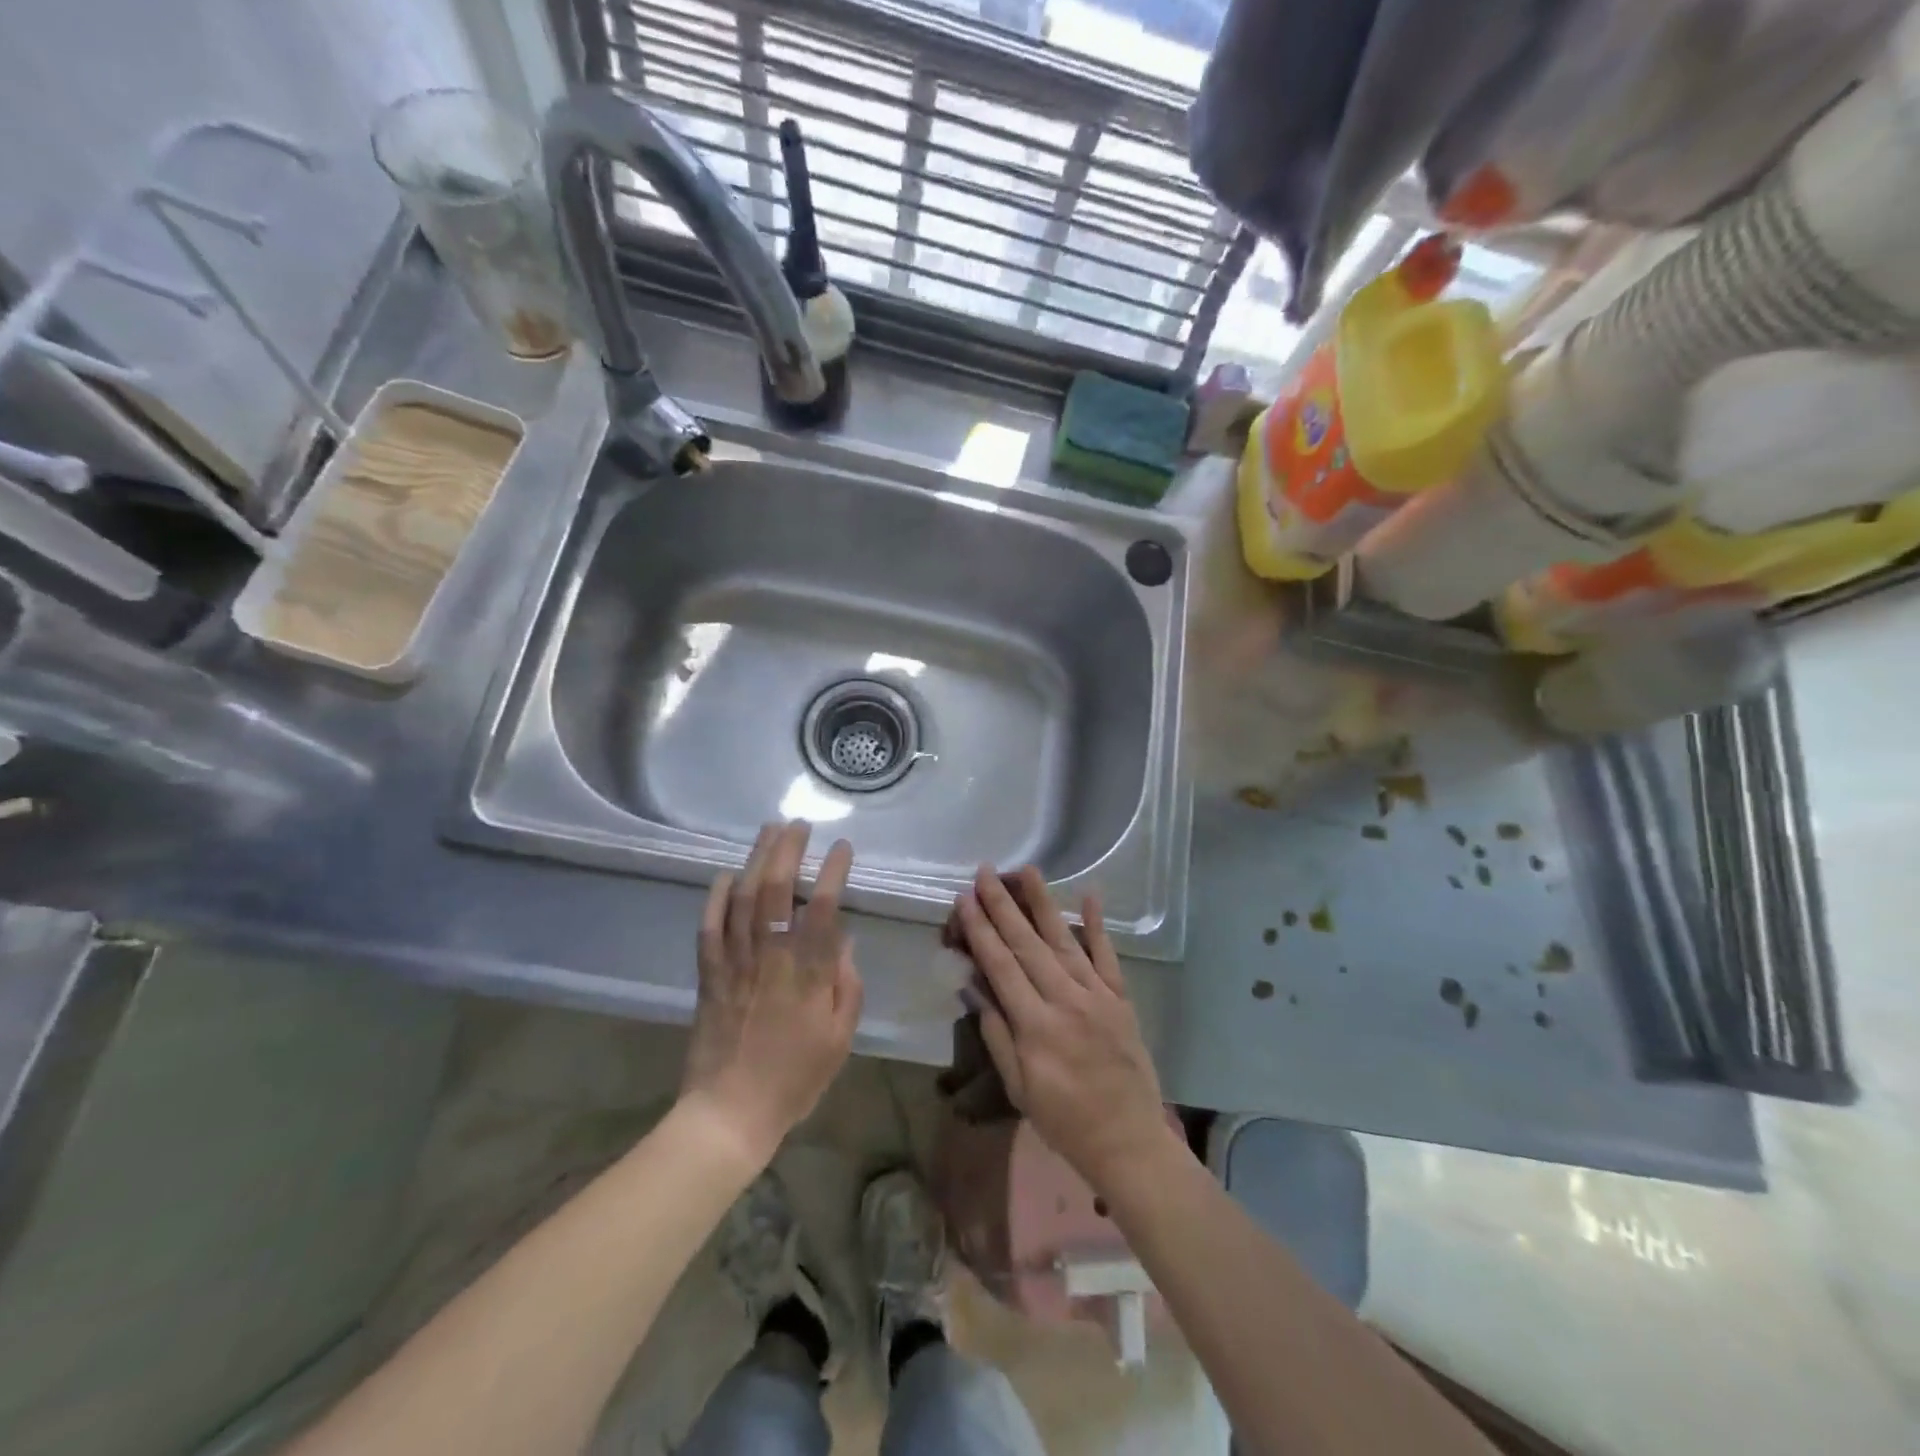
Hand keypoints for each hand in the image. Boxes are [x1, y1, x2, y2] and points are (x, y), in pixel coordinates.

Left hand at [680, 821, 862, 1165]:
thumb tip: (842, 940)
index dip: (832, 871)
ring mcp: (734, 963)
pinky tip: (724, 874)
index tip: (842, 847)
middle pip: (775, 890)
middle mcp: (770, 957)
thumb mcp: (839, 1036)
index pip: (821, 907)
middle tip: (798, 824)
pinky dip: (714, 897)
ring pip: (741, 898)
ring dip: (755, 859)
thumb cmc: (795, 1078)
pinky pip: (708, 927)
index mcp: (807, 973)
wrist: (730, 1113)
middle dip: (788, 850)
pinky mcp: (708, 975)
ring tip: (767, 831)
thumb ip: (846, 984)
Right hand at [954, 865, 1173, 1192]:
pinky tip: (1090, 896)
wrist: (1127, 1140)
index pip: (1001, 965)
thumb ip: (997, 1035)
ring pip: (1064, 940)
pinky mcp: (1121, 998)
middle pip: (1027, 944)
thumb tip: (977, 988)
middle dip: (1003, 905)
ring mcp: (1097, 995)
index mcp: (1036, 1025)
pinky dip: (1097, 925)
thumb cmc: (1064, 1120)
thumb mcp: (1018, 1087)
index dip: (980, 930)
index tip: (965, 899)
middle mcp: (1066, 999)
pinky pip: (1107, 955)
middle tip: (985, 872)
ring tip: (1027, 871)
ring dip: (1043, 903)